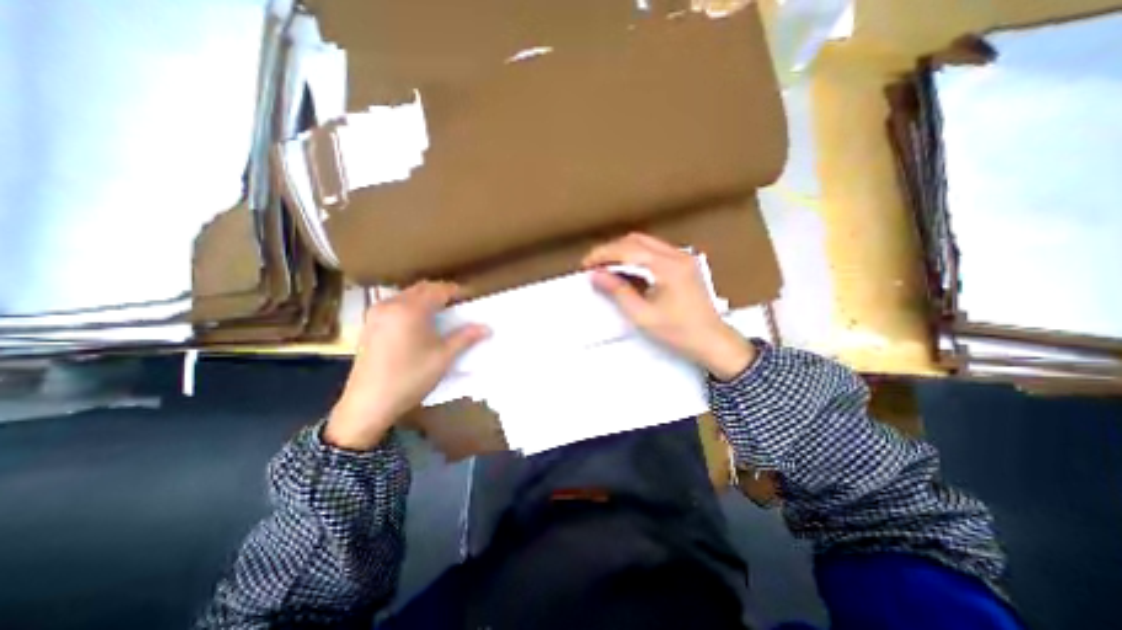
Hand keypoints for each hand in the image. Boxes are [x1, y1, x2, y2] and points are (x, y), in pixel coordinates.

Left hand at [321, 279, 485, 451]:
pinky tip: (418, 322)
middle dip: (442, 292)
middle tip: (458, 305)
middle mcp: (391, 304)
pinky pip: (395, 304)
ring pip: (407, 295)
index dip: (457, 292)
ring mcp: (377, 313)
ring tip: (441, 313)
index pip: (439, 289)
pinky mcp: (369, 324)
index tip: (471, 298)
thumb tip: (487, 328)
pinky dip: (411, 306)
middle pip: (422, 288)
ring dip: (426, 298)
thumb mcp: (443, 357)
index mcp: (411, 309)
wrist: (368, 403)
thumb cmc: (411, 377)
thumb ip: (466, 337)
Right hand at [583, 232, 757, 378]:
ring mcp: (683, 258)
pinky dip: (636, 256)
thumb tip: (596, 275)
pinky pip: (654, 251)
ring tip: (606, 268)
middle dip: (611, 250)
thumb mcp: (643, 315)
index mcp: (668, 267)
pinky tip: (627, 271)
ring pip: (645, 243)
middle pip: (636, 240)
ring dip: (623, 252)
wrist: (712, 341)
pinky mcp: (684, 264)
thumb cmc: (678, 333)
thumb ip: (618, 291)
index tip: (586, 264)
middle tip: (594, 266)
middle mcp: (677, 255)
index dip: (603, 254)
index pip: (628, 249)